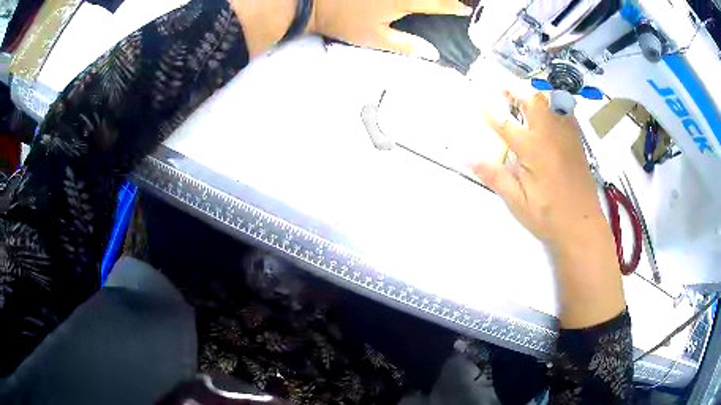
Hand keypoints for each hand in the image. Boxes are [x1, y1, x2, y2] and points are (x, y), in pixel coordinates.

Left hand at [309, 0, 471, 59]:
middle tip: (458, 2)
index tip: (465, 10)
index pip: (438, 4)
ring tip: (442, 2)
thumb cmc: (344, 22)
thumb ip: (406, 45)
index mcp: (404, 2)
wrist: (315, 3)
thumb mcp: (375, 39)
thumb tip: (432, 53)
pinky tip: (413, 2)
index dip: (454, 7)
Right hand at [472, 91, 605, 248]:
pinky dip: (554, 104)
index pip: (506, 124)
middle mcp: (551, 135)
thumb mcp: (518, 202)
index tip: (476, 99)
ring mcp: (567, 136)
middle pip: (533, 101)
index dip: (489, 111)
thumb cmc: (549, 217)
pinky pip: (566, 112)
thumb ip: (495, 177)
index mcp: (534, 150)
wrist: (583, 226)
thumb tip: (468, 158)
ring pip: (552, 102)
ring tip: (523, 96)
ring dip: (535, 94)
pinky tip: (550, 111)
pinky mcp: (578, 142)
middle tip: (502, 88)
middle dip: (515, 90)